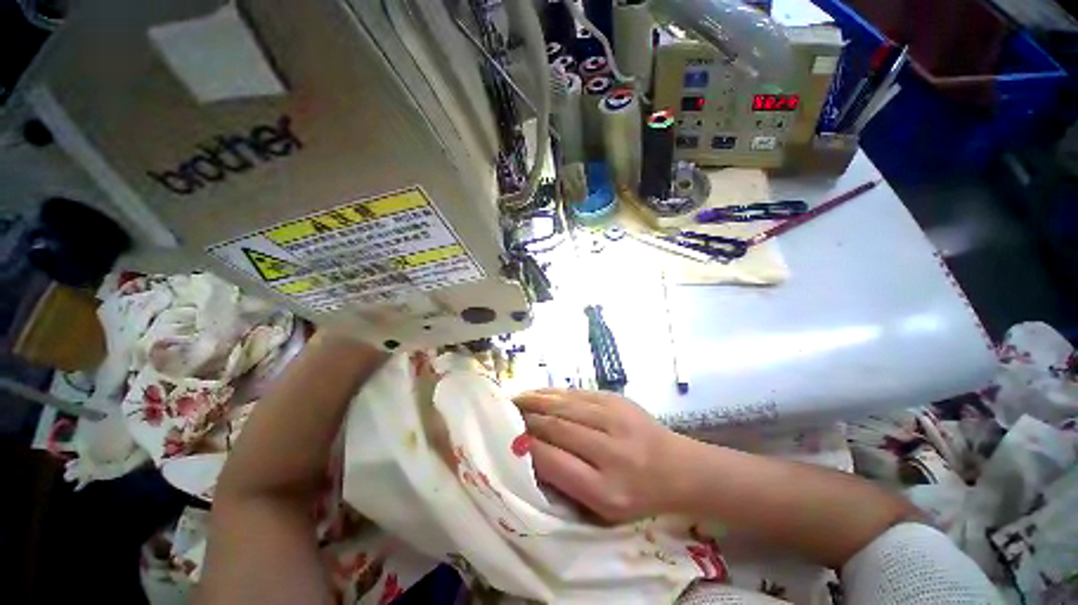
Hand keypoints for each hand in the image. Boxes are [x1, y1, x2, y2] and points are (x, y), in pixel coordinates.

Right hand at [513, 388, 688, 522]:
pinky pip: (577, 393)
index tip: (507, 440)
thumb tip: (531, 453)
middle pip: (557, 428)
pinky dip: (553, 393)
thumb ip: (567, 483)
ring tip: (514, 400)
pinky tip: (539, 393)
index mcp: (606, 489)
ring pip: (564, 405)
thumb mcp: (603, 508)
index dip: (526, 448)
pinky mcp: (616, 399)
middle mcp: (610, 450)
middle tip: (504, 415)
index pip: (553, 461)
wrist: (678, 466)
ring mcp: (615, 418)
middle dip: (526, 420)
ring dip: (536, 401)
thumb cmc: (638, 495)